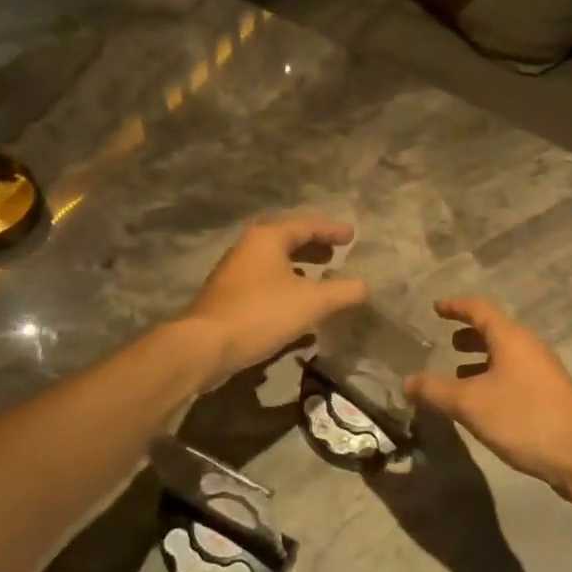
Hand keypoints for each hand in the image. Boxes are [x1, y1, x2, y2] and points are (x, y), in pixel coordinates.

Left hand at [179, 214, 367, 386]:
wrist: (205, 346)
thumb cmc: (261, 313)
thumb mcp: (312, 302)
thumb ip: (343, 292)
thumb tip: (366, 287)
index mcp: (268, 238)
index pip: (307, 225)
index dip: (332, 230)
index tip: (352, 236)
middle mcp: (249, 248)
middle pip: (288, 241)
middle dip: (314, 247)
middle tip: (336, 253)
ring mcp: (235, 273)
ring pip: (275, 264)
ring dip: (300, 269)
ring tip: (321, 279)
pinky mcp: (228, 297)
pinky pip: (265, 284)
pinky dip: (286, 288)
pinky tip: (297, 308)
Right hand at [405, 298, 571, 503]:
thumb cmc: (524, 419)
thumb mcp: (470, 404)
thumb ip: (435, 390)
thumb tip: (407, 382)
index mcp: (511, 339)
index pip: (479, 309)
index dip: (455, 306)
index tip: (436, 307)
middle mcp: (529, 348)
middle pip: (495, 331)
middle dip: (469, 334)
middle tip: (447, 342)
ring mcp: (544, 373)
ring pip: (506, 356)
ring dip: (481, 360)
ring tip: (458, 374)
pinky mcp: (550, 396)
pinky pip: (514, 376)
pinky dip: (493, 379)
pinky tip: (483, 403)